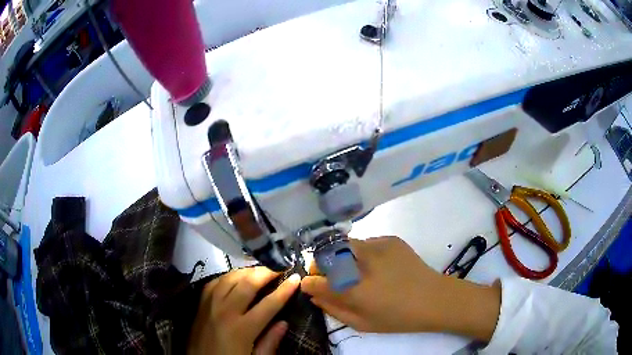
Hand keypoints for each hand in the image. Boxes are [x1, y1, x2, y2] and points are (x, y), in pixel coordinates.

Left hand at [188, 267, 299, 354]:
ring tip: (260, 270)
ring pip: (230, 278)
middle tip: (278, 268)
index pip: (269, 304)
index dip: (284, 290)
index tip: (296, 278)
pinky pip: (215, 282)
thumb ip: (270, 342)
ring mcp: (210, 304)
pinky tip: (235, 277)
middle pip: (248, 284)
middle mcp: (226, 311)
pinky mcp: (200, 303)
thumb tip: (284, 322)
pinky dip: (228, 276)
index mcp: (242, 329)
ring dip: (247, 271)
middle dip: (266, 273)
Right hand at [301, 236, 500, 340]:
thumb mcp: (362, 323)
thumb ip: (334, 309)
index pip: (317, 280)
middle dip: (321, 264)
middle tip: (329, 275)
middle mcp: (363, 263)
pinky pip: (365, 242)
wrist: (435, 298)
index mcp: (355, 290)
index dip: (309, 281)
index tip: (309, 284)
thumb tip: (314, 295)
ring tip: (353, 271)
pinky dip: (361, 253)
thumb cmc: (398, 318)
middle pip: (327, 253)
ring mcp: (378, 246)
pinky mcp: (390, 239)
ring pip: (345, 244)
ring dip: (341, 257)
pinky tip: (374, 265)